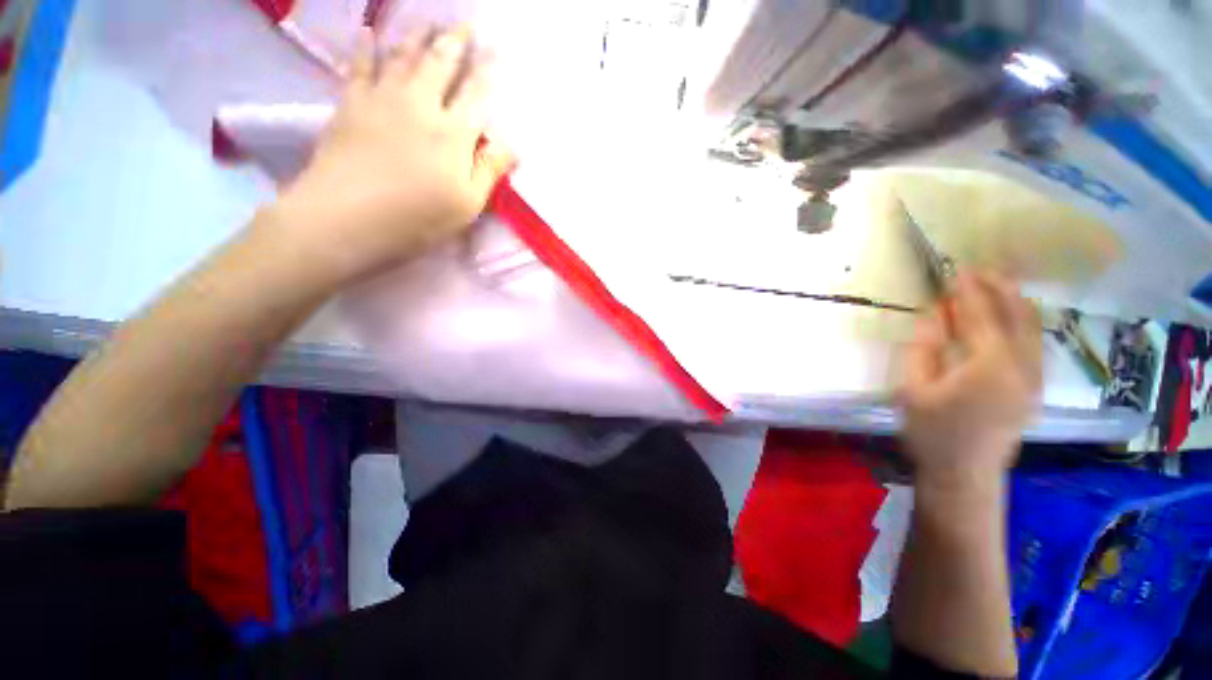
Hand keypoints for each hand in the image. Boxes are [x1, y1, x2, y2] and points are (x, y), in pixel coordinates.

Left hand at [273, 25, 514, 283]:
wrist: (346, 218)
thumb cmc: (417, 218)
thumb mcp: (466, 205)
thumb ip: (488, 170)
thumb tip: (511, 145)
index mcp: (453, 133)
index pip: (476, 94)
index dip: (488, 71)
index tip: (496, 50)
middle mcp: (420, 105)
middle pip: (441, 64)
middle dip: (456, 42)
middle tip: (465, 24)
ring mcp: (383, 100)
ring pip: (404, 56)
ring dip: (419, 36)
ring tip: (428, 21)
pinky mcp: (351, 104)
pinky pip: (360, 66)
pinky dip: (367, 47)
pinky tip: (371, 32)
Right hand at [898, 271, 1042, 488]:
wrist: (965, 473)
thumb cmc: (932, 433)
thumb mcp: (913, 389)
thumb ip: (924, 348)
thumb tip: (933, 313)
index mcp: (988, 367)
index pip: (981, 316)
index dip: (969, 291)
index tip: (957, 270)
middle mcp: (1021, 367)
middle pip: (1018, 316)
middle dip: (1000, 289)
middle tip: (980, 270)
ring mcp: (1034, 379)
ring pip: (1033, 328)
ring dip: (1015, 302)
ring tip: (996, 285)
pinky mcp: (1035, 388)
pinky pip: (1034, 342)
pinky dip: (1023, 321)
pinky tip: (1010, 316)